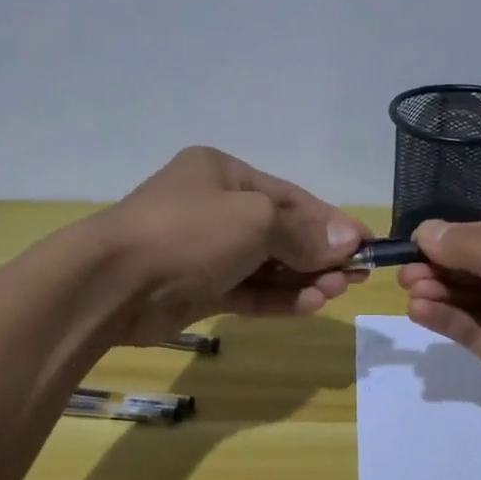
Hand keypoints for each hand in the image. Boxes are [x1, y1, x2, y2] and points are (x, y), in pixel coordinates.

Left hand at [91, 147, 371, 344]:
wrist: (113, 284)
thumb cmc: (188, 233)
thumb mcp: (255, 220)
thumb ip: (303, 233)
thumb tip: (348, 241)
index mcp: (224, 174)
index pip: (291, 197)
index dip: (331, 221)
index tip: (367, 243)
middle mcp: (215, 208)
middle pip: (281, 232)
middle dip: (319, 254)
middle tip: (356, 276)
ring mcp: (206, 251)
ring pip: (267, 265)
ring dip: (303, 279)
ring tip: (336, 292)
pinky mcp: (200, 289)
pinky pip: (249, 291)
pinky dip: (278, 298)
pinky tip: (310, 305)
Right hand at [397, 219, 480, 471]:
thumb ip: (475, 249)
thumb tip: (428, 230)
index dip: (460, 236)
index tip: (417, 239)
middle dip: (446, 265)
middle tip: (404, 270)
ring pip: (478, 298)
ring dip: (442, 291)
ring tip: (407, 290)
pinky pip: (475, 328)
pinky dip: (448, 318)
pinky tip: (419, 313)